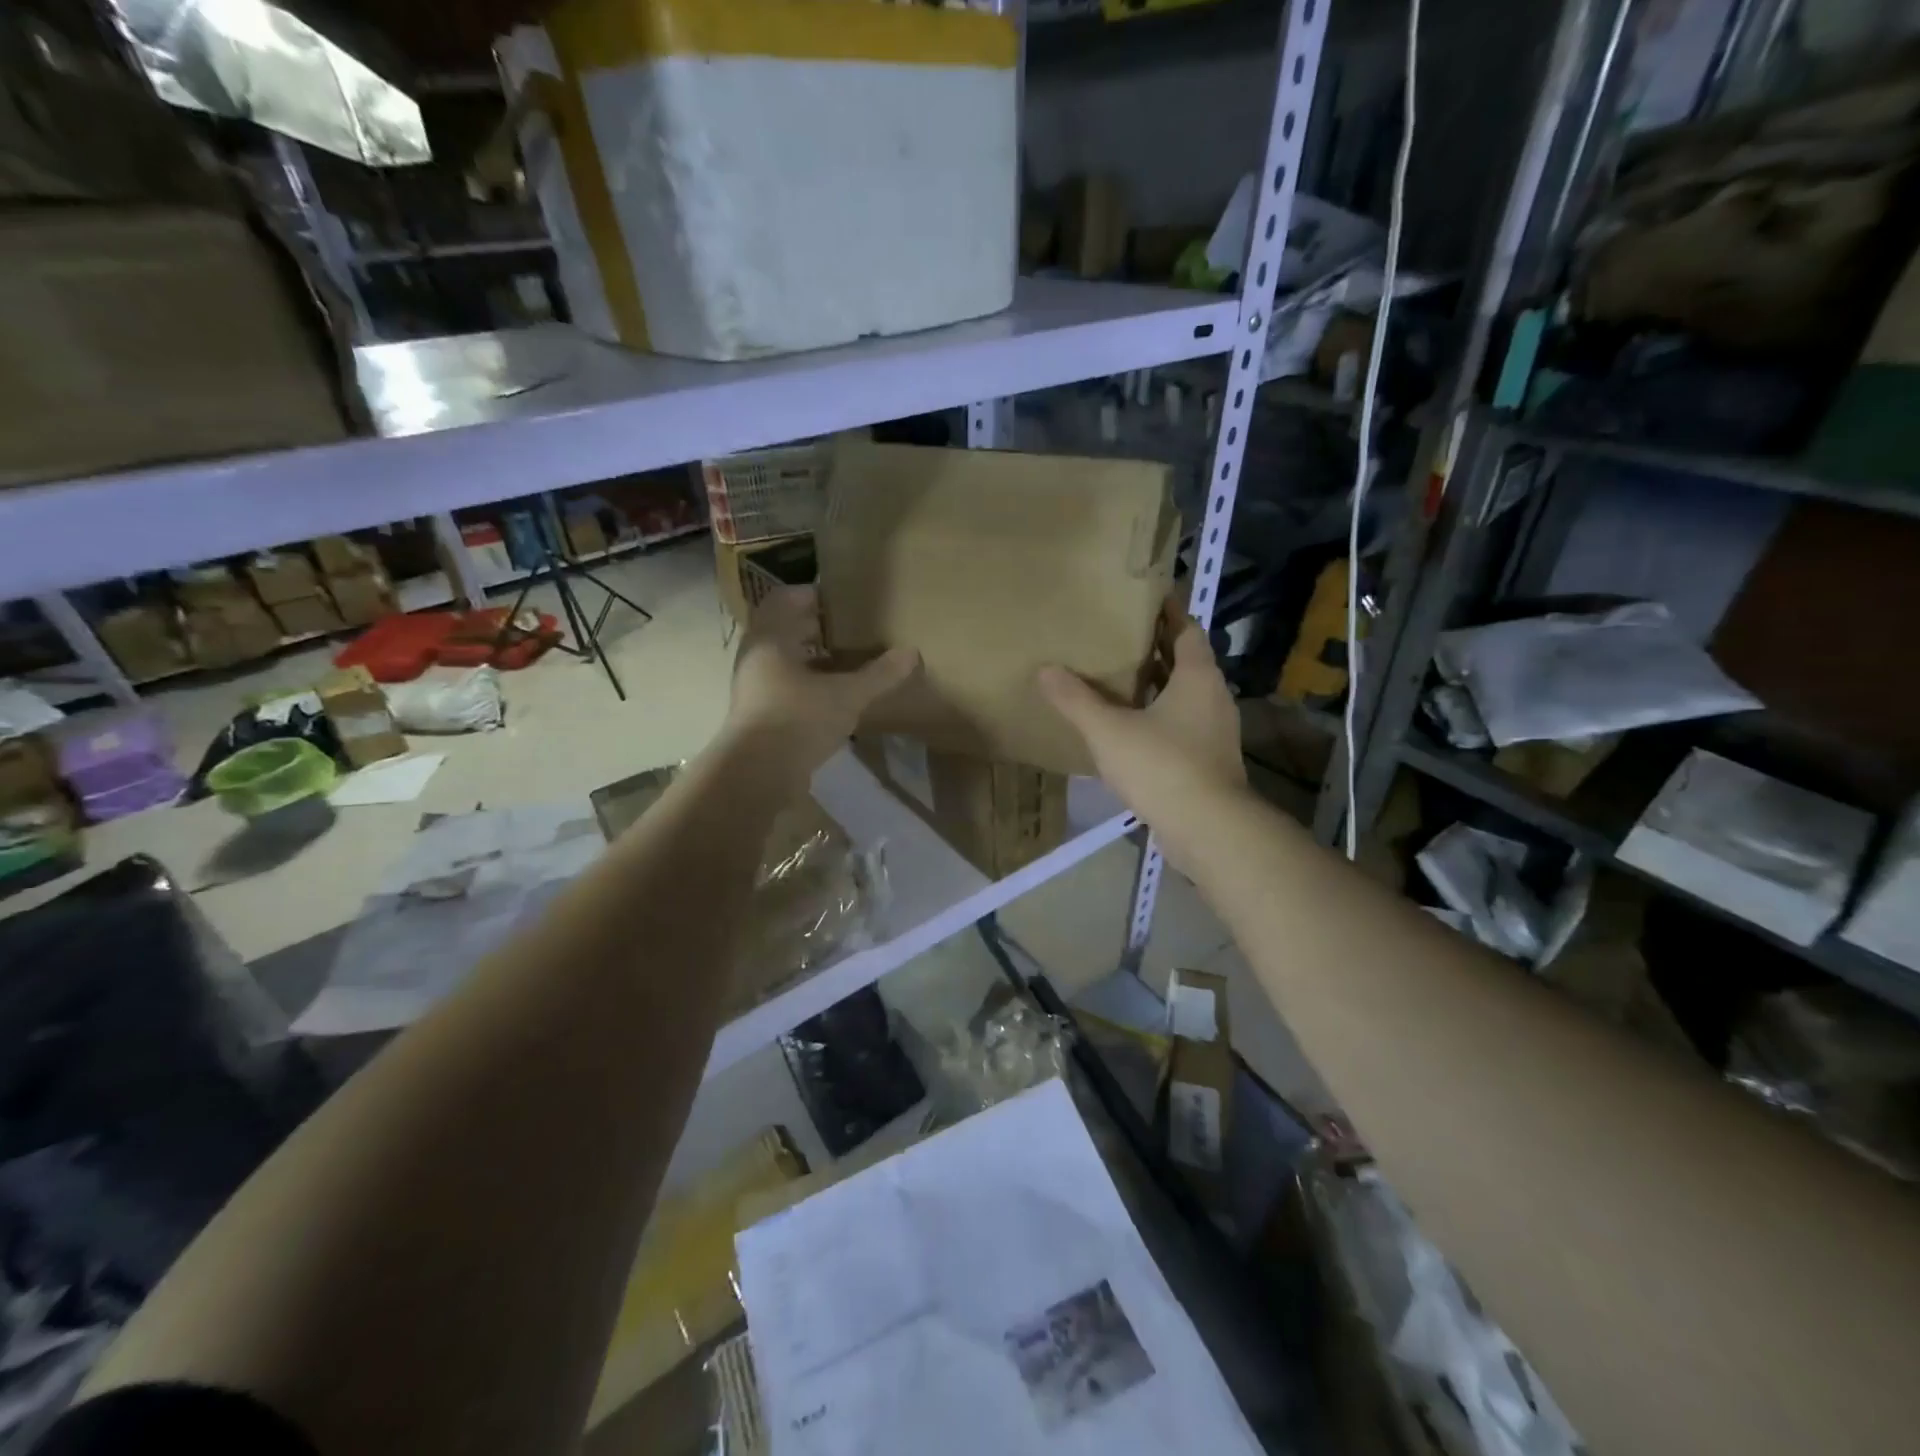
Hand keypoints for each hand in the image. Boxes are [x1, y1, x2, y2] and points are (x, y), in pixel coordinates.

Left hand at [727, 587, 918, 779]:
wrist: (757, 774)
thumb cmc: (798, 719)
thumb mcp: (847, 695)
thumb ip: (879, 674)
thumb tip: (911, 652)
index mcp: (771, 638)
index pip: (785, 598)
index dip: (813, 595)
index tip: (844, 600)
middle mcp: (757, 656)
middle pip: (785, 629)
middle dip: (817, 627)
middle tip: (853, 628)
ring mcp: (754, 687)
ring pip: (785, 660)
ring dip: (813, 658)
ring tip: (849, 662)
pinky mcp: (759, 714)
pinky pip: (785, 686)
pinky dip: (808, 684)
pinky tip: (834, 696)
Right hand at [1036, 602, 1245, 836]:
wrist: (1209, 829)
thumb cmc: (1162, 767)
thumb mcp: (1108, 730)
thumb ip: (1076, 700)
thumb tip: (1045, 670)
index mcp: (1197, 677)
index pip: (1186, 630)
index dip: (1167, 612)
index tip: (1143, 599)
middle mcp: (1213, 698)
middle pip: (1186, 662)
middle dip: (1156, 649)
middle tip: (1118, 638)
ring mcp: (1215, 732)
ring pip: (1184, 697)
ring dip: (1157, 687)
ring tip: (1119, 680)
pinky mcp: (1209, 762)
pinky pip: (1182, 727)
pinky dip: (1160, 719)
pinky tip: (1130, 729)